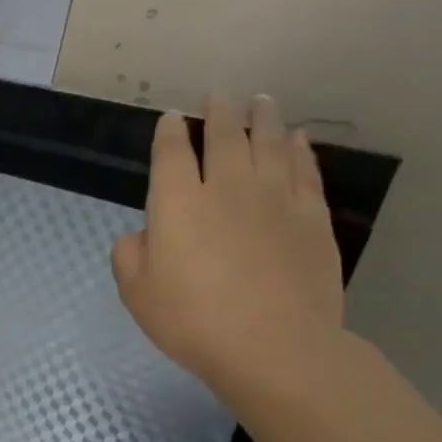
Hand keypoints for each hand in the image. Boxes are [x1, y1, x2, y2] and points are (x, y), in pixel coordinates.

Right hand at [112, 95, 345, 400]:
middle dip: (220, 114)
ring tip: (260, 100)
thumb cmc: (191, 320)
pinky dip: (299, 149)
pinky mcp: (311, 216)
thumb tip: (146, 234)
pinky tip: (297, 139)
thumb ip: (130, 254)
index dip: (170, 133)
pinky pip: (304, 170)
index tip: (171, 119)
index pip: (172, 154)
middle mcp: (226, 188)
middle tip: (220, 96)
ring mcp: (275, 198)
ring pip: (269, 144)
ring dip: (262, 119)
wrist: (273, 345)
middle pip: (225, 138)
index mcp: (177, 204)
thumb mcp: (136, 292)